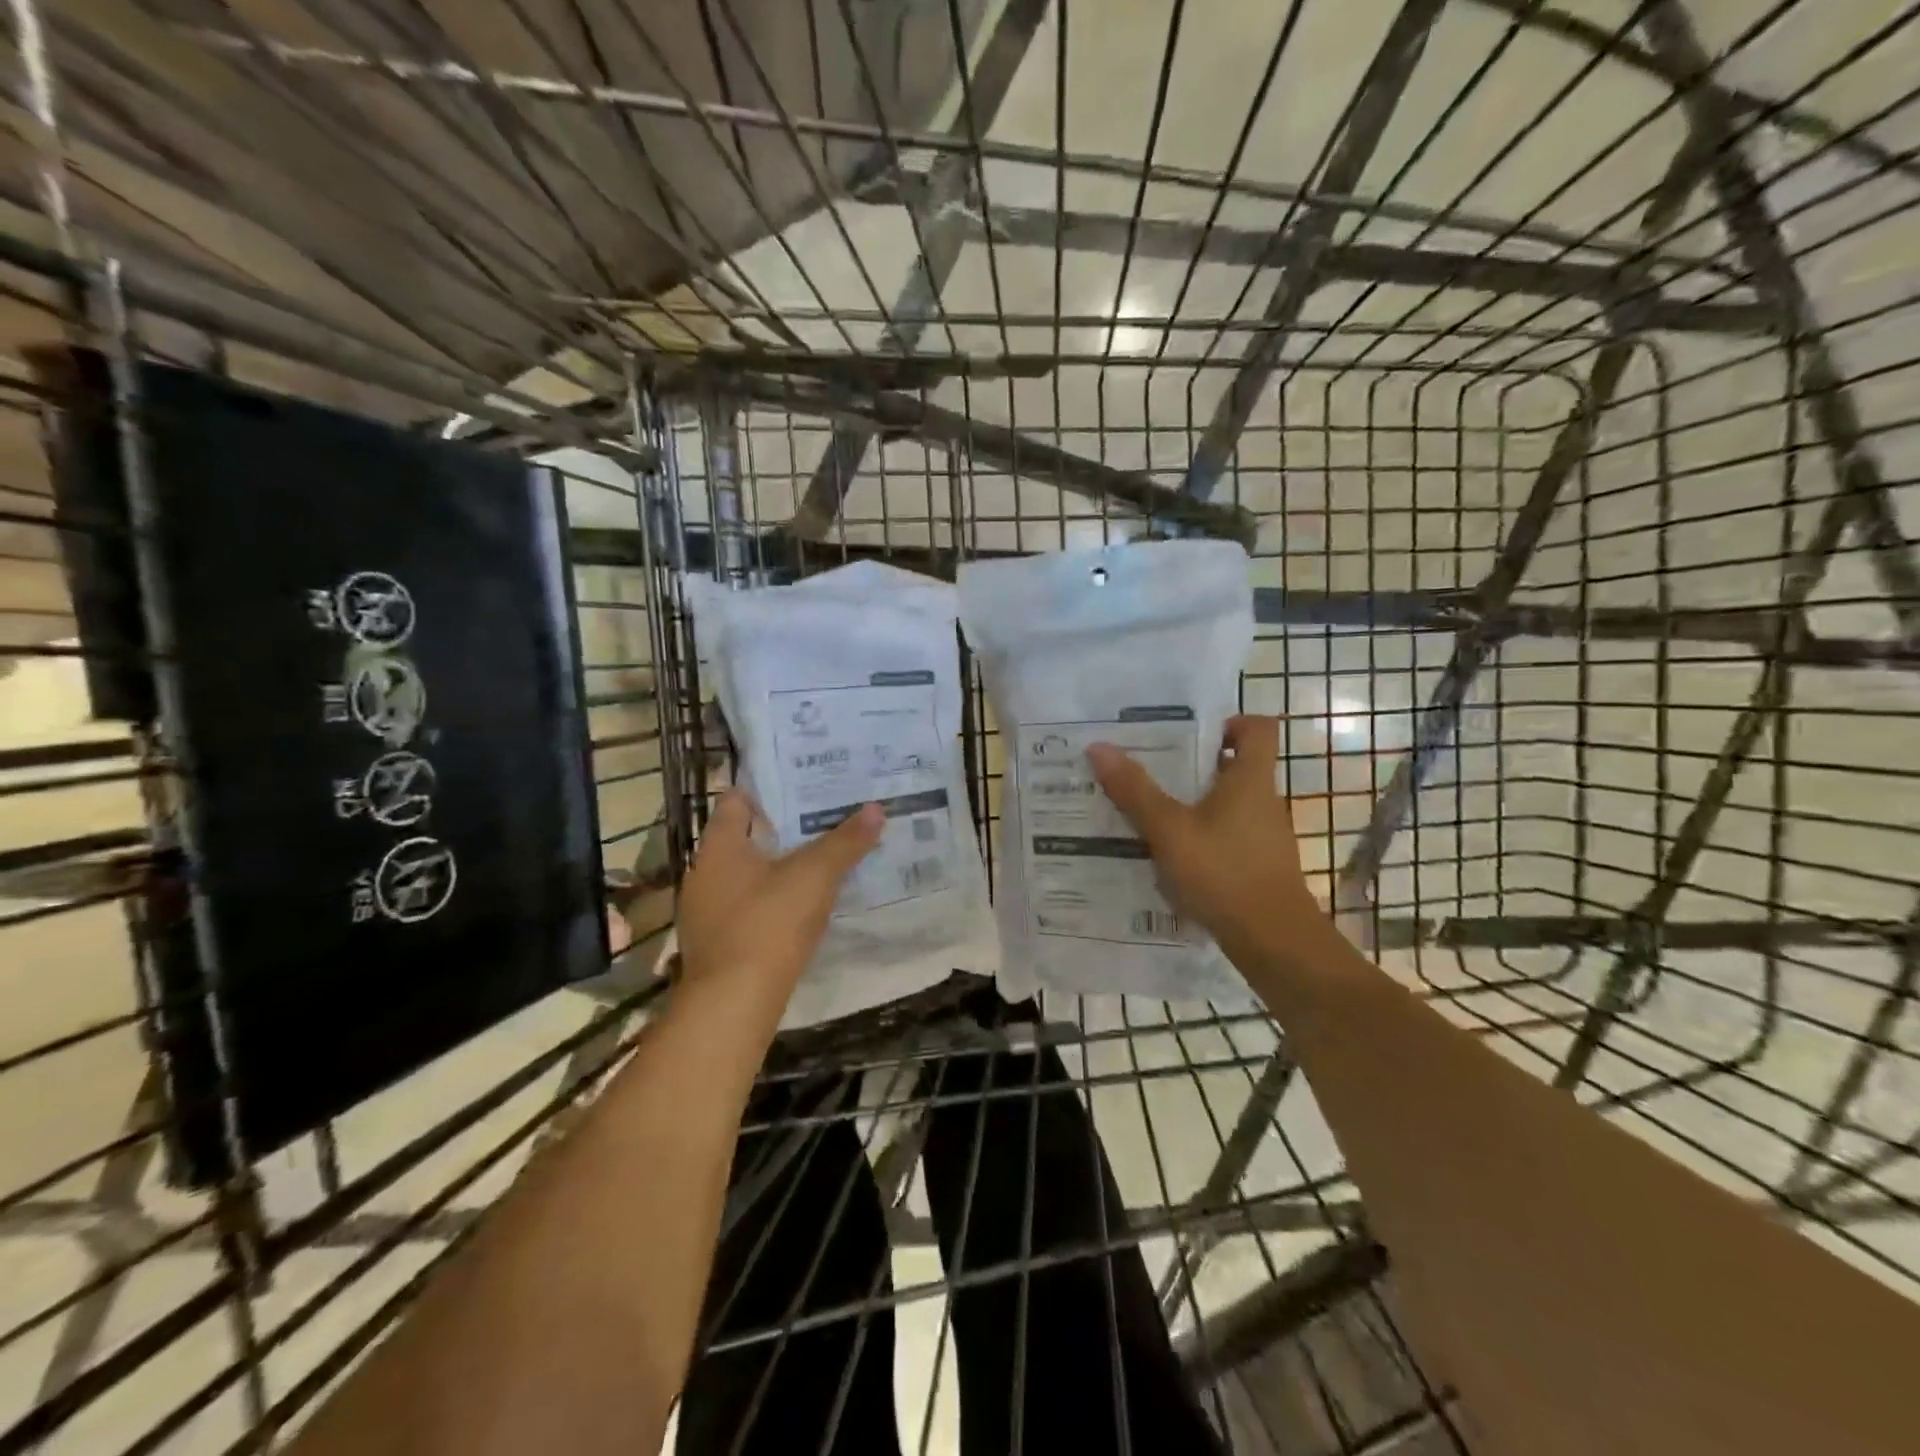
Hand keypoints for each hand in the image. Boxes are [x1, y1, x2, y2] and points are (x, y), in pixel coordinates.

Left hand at [675, 792, 884, 1000]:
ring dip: (775, 866)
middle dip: (780, 828)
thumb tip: (876, 808)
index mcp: (718, 846)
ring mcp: (705, 911)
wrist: (733, 1004)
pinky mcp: (716, 943)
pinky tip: (798, 907)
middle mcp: (704, 873)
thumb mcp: (815, 876)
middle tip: (821, 817)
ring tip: (817, 859)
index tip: (802, 783)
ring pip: (744, 875)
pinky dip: (769, 900)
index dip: (768, 788)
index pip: (737, 800)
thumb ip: (845, 842)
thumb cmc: (768, 924)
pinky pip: (745, 907)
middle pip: (742, 838)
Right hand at [1086, 715, 1321, 966]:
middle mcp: (1262, 801)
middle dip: (1192, 764)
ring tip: (1146, 809)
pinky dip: (1199, 836)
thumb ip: (1134, 790)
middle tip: (1149, 765)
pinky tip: (1166, 853)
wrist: (1273, 941)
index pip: (1258, 728)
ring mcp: (1263, 836)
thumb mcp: (1168, 829)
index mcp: (1250, 779)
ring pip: (1225, 804)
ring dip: (1191, 803)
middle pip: (1233, 766)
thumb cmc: (1223, 872)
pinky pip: (1225, 836)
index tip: (1191, 731)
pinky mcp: (1257, 865)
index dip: (1229, 721)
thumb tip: (1099, 746)